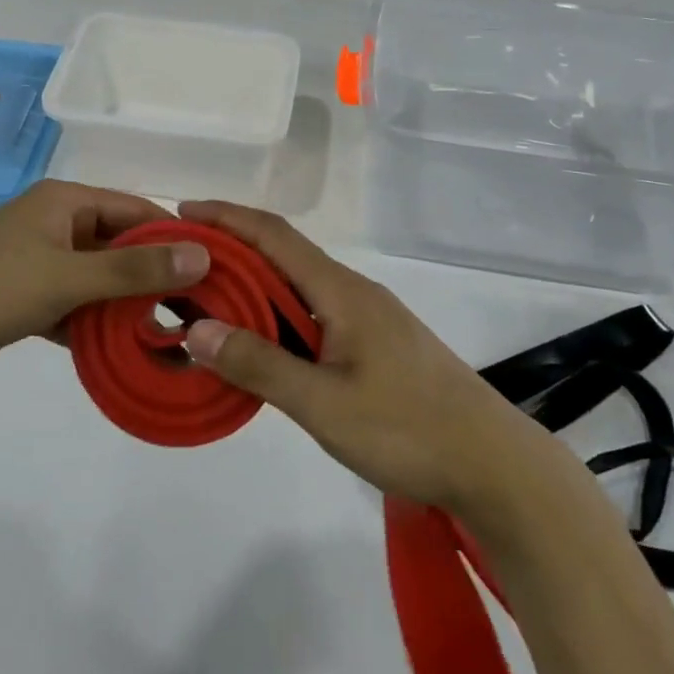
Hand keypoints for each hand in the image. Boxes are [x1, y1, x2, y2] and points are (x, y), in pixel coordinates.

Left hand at [0, 181, 210, 386]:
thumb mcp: (66, 276)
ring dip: (128, 306)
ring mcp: (40, 262)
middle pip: (122, 246)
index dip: (177, 237)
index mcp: (67, 202)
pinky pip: (76, 305)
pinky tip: (124, 352)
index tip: (216, 272)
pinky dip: (96, 324)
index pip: (139, 210)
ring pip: (100, 280)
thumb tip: (202, 253)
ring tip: (170, 337)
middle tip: (197, 313)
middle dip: (155, 277)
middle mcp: (57, 224)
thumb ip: (134, 268)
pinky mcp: (25, 297)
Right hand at [177, 201, 548, 520]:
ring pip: (298, 285)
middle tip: (180, 264)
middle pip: (283, 254)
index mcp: (340, 291)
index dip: (227, 217)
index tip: (181, 210)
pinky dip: (276, 312)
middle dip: (231, 249)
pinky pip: (313, 311)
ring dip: (253, 284)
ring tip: (206, 299)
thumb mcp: (324, 404)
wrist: (493, 463)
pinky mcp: (376, 343)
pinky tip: (259, 340)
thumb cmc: (408, 429)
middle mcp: (352, 291)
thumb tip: (195, 329)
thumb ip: (259, 365)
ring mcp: (368, 317)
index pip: (274, 236)